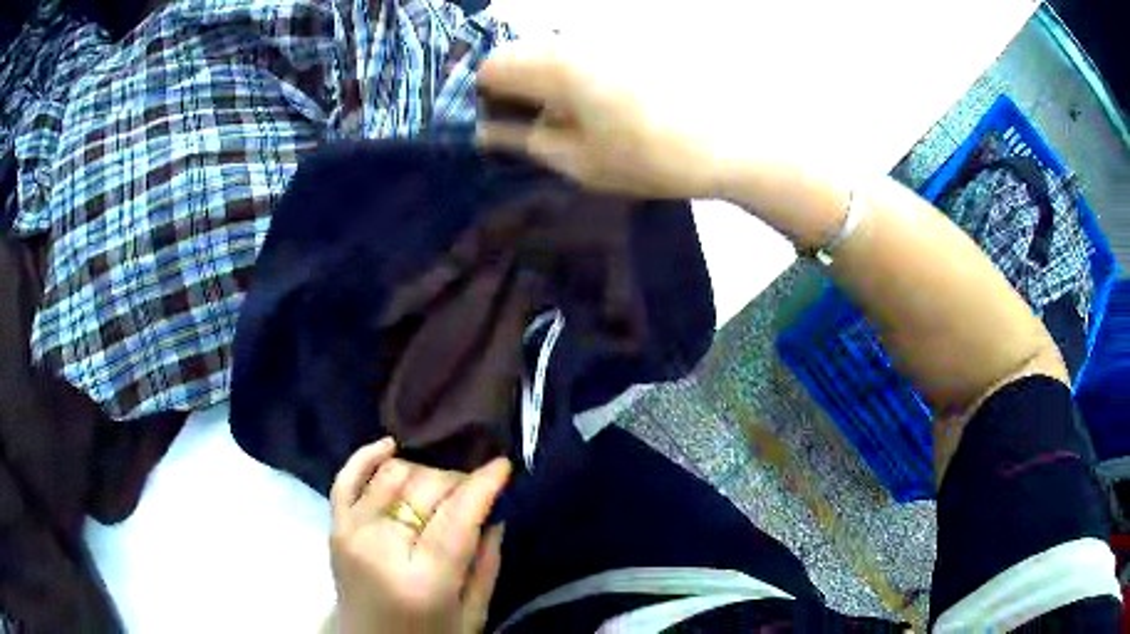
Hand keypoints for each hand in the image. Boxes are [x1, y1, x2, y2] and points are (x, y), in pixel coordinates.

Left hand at [329, 438, 510, 633]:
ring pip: (392, 474)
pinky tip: (390, 446)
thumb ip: (486, 565)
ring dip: (424, 473)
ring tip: (440, 489)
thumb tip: (494, 513)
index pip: (457, 516)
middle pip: (425, 488)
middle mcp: (381, 549)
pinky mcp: (334, 528)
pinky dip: (367, 456)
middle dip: (457, 481)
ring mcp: (351, 533)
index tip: (502, 466)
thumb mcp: (472, 615)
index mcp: (423, 580)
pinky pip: (346, 478)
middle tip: (473, 491)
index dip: (482, 484)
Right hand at [476, 38, 731, 199]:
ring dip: (549, 78)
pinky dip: (580, 71)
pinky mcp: (634, 37)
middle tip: (538, 127)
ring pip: (555, 48)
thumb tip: (486, 130)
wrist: (737, 140)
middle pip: (521, 51)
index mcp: (555, 65)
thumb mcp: (580, 163)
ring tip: (577, 118)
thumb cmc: (654, 158)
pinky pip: (587, 48)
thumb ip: (525, 141)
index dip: (485, 97)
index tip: (500, 127)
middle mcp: (576, 37)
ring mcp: (608, 33)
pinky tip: (607, 101)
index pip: (491, 66)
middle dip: (516, 86)